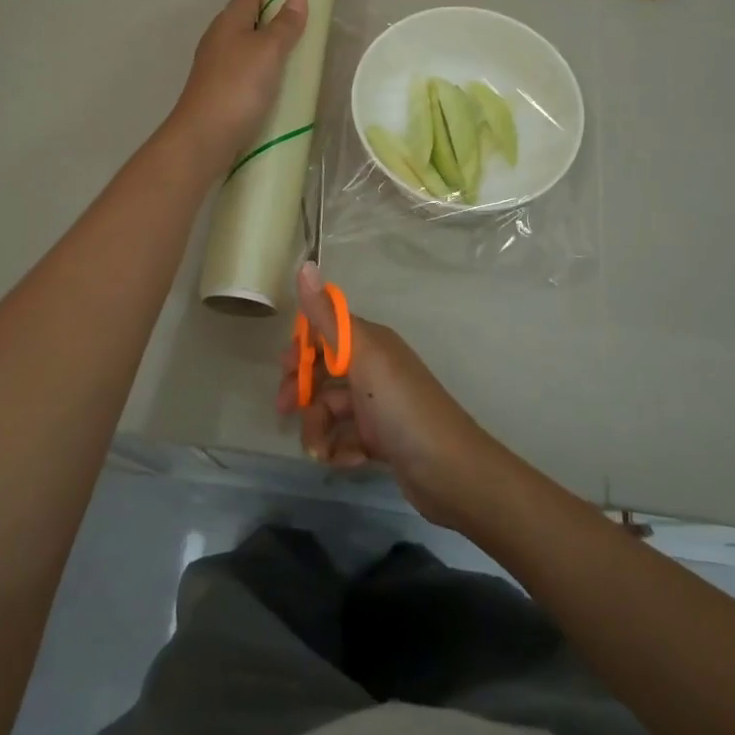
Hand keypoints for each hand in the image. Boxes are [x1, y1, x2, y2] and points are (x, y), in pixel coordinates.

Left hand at [170, 0, 307, 164]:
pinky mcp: (219, 93)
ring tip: (299, 67)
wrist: (205, 136)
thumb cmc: (239, 86)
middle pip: (251, 23)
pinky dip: (263, 79)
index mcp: (228, 21)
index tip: (304, 9)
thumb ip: (285, 24)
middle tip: (307, 40)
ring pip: (248, 52)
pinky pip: (246, 77)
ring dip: (271, 57)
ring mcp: (217, 68)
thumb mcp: (269, 50)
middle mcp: (219, 40)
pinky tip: (278, 92)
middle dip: (278, 28)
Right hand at [277, 263, 505, 527]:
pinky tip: (350, 460)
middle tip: (285, 411)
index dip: (302, 347)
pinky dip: (341, 449)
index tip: (283, 367)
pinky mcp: (382, 439)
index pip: (327, 331)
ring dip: (318, 430)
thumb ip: (328, 317)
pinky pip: (347, 438)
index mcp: (372, 344)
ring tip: (320, 451)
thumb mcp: (363, 357)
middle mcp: (375, 369)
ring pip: (331, 410)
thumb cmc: (403, 407)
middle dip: (302, 392)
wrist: (451, 471)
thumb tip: (305, 263)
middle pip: (324, 372)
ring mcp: (378, 406)